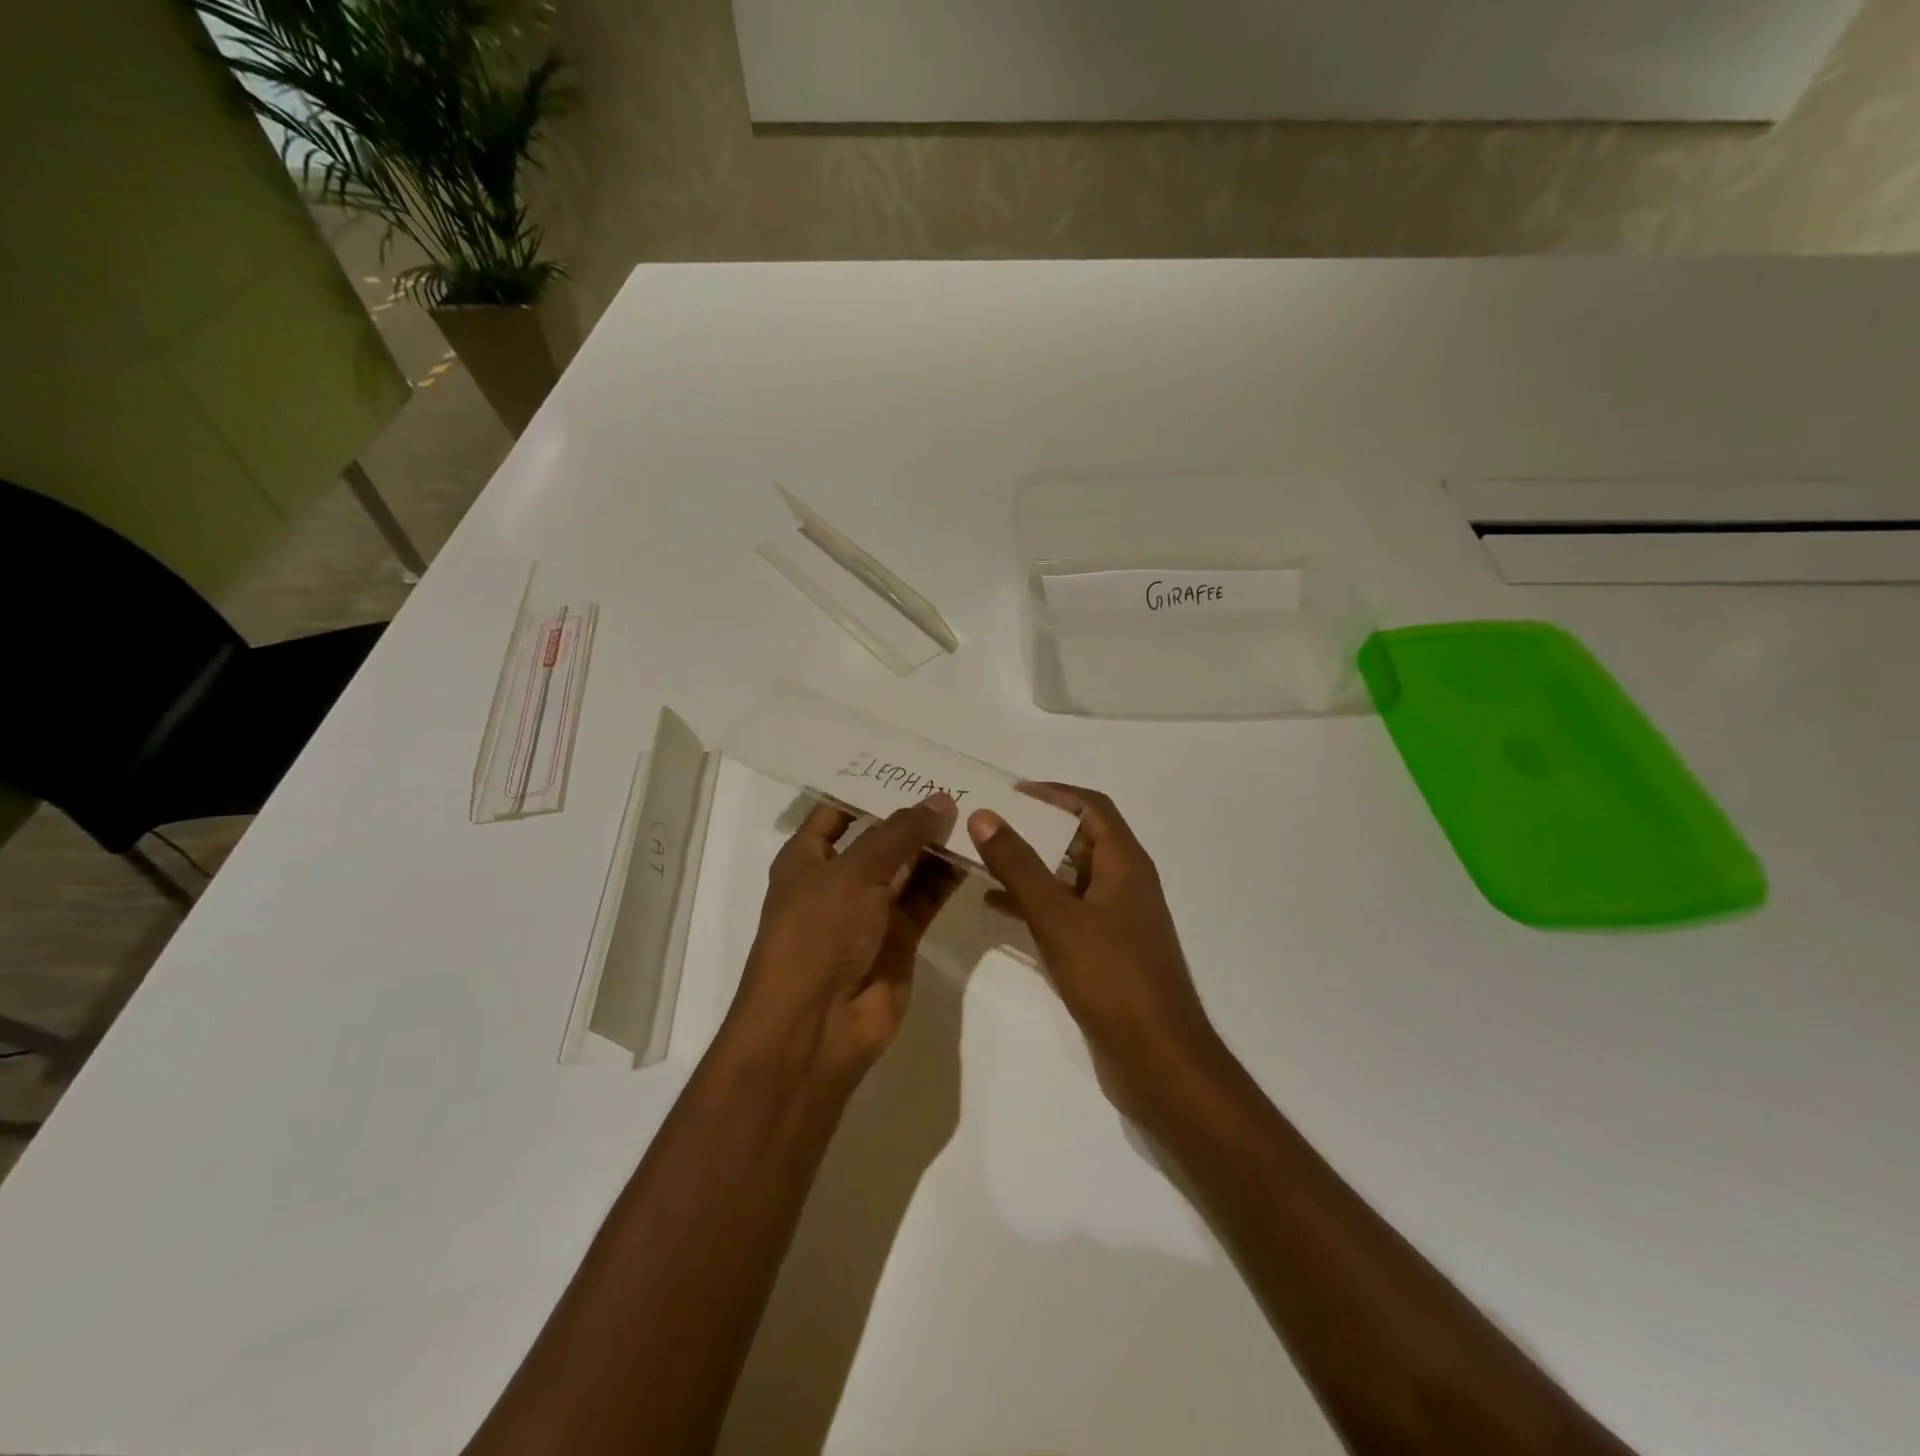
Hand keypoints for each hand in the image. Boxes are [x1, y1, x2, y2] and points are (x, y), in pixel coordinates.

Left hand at [724, 794, 961, 1089]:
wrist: (816, 1025)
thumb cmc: (819, 933)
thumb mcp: (855, 872)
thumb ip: (900, 834)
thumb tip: (940, 801)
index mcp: (808, 858)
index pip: (838, 811)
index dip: (870, 789)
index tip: (912, 767)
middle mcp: (838, 880)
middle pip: (879, 837)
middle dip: (912, 816)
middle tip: (958, 785)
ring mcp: (870, 911)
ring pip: (907, 867)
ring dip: (935, 845)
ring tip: (975, 812)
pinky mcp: (900, 938)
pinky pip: (926, 898)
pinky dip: (947, 878)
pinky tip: (975, 853)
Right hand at [969, 783, 1224, 1113]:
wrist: (1157, 1058)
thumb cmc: (1111, 976)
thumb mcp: (1057, 915)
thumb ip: (1018, 865)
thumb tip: (985, 815)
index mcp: (1125, 864)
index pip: (1092, 807)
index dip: (1054, 793)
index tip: (1011, 792)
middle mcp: (1125, 884)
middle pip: (1079, 839)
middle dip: (1036, 828)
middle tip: (988, 823)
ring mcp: (1116, 920)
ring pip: (1069, 878)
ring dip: (1031, 867)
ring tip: (984, 859)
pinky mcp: (1106, 952)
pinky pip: (1066, 913)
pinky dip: (1035, 904)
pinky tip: (997, 908)